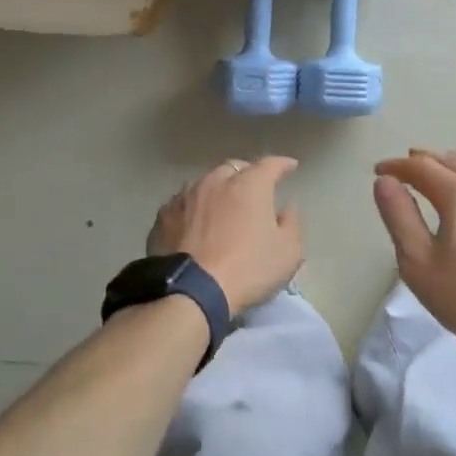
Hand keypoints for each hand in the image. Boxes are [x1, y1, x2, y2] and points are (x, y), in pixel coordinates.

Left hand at [148, 157, 303, 314]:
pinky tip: (195, 221)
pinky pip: (184, 202)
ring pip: (206, 182)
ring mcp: (186, 196)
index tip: (290, 166)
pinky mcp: (164, 215)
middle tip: (254, 188)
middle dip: (247, 173)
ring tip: (222, 204)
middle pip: (234, 168)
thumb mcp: (288, 253)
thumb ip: (292, 224)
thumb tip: (287, 208)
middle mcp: (216, 181)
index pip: (270, 165)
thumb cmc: (247, 270)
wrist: (190, 292)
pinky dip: (194, 206)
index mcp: (249, 185)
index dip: (282, 164)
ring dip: (218, 188)